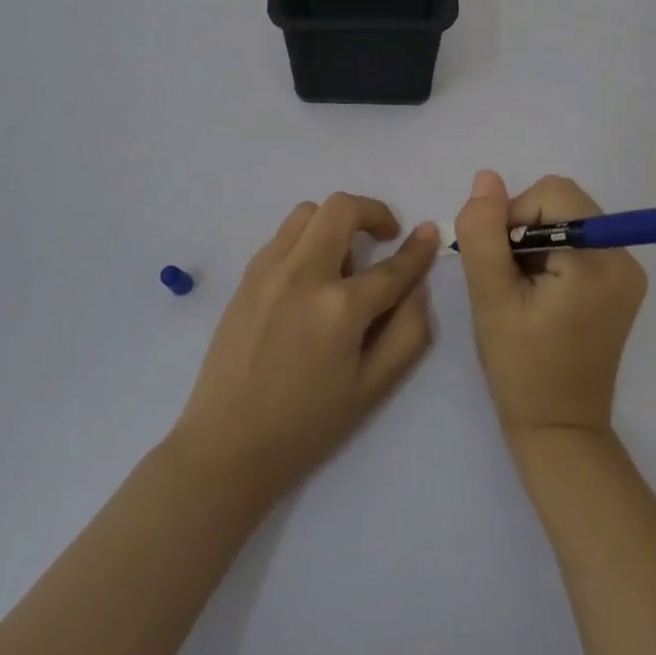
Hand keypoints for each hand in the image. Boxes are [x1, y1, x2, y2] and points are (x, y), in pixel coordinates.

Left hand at [172, 193, 438, 503]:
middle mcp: (303, 274)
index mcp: (339, 308)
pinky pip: (283, 236)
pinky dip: (306, 239)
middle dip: (372, 212)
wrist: (226, 446)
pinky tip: (310, 277)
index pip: (391, 267)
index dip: (418, 250)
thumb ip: (408, 332)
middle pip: (341, 208)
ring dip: (335, 222)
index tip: (428, 233)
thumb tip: (418, 286)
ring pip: (307, 212)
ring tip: (343, 260)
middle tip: (384, 237)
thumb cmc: (306, 426)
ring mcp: (268, 270)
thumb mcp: (373, 389)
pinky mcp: (246, 277)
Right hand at [455, 171, 647, 446]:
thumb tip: (486, 178)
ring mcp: (628, 272)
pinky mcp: (622, 284)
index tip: (500, 262)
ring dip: (537, 241)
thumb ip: (484, 233)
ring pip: (569, 219)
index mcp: (598, 261)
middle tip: (509, 277)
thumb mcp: (491, 297)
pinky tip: (540, 293)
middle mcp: (624, 258)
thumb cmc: (520, 367)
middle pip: (564, 202)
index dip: (515, 216)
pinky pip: (581, 241)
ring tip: (524, 289)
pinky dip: (553, 254)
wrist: (560, 429)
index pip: (552, 194)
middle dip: (526, 227)